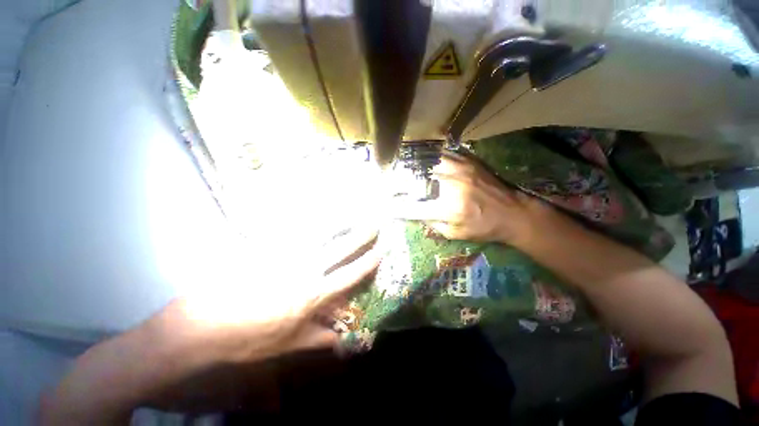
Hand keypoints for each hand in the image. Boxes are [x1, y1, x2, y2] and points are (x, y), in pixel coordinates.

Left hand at [41, 228, 380, 423]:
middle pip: (340, 248)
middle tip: (374, 223)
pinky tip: (313, 214)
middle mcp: (305, 269)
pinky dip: (307, 221)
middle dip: (361, 236)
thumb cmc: (245, 342)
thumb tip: (342, 343)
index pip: (351, 274)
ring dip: (338, 222)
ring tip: (351, 212)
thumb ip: (318, 339)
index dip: (368, 262)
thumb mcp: (287, 346)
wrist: (196, 329)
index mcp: (313, 293)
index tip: (382, 250)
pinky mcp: (264, 247)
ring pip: (318, 233)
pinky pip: (291, 229)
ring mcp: (283, 255)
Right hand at [394, 152, 532, 243]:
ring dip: (410, 167)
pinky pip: (442, 154)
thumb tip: (413, 212)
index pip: (412, 207)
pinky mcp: (467, 161)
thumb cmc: (483, 228)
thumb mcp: (455, 234)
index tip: (384, 207)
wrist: (513, 212)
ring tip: (399, 170)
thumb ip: (431, 223)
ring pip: (426, 163)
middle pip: (415, 181)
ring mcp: (459, 170)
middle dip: (396, 184)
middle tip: (387, 185)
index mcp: (448, 208)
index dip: (395, 207)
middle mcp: (451, 186)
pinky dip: (427, 157)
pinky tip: (420, 159)